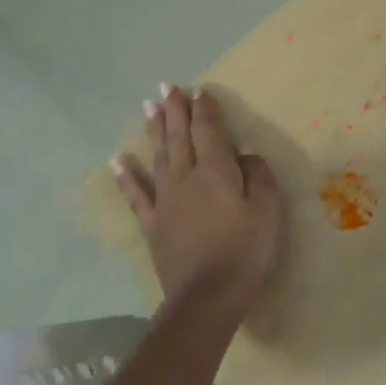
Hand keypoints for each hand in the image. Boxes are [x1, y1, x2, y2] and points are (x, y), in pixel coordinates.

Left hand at [111, 85, 284, 318]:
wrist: (207, 297)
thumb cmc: (246, 250)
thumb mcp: (268, 209)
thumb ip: (258, 176)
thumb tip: (244, 155)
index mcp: (216, 170)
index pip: (209, 130)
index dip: (205, 109)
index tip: (200, 91)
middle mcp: (186, 177)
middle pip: (179, 136)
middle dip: (175, 110)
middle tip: (168, 86)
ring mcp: (165, 200)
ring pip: (158, 156)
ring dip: (155, 130)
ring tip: (148, 107)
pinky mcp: (153, 224)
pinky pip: (135, 194)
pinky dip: (126, 176)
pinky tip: (117, 160)